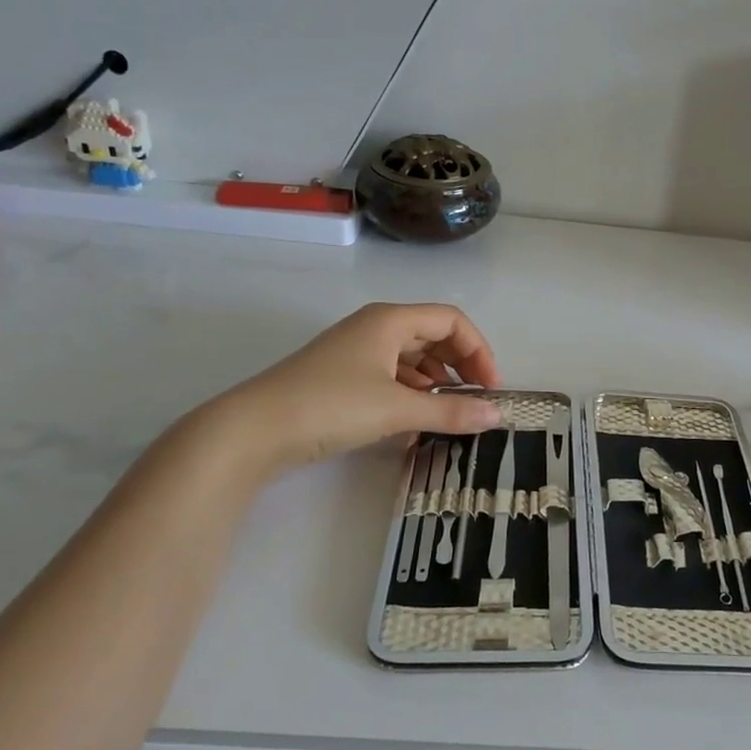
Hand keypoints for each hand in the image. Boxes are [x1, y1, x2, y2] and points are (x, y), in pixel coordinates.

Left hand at [196, 303, 504, 474]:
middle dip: (460, 365)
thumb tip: (497, 417)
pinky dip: (411, 392)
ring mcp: (355, 351)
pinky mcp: (341, 376)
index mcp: (390, 320)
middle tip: (476, 400)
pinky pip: (390, 375)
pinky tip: (415, 420)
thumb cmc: (331, 405)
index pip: (451, 320)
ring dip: (436, 381)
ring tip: (449, 412)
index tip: (491, 388)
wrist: (253, 430)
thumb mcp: (397, 409)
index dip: (478, 350)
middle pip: (432, 335)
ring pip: (411, 357)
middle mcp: (375, 327)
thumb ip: (451, 412)